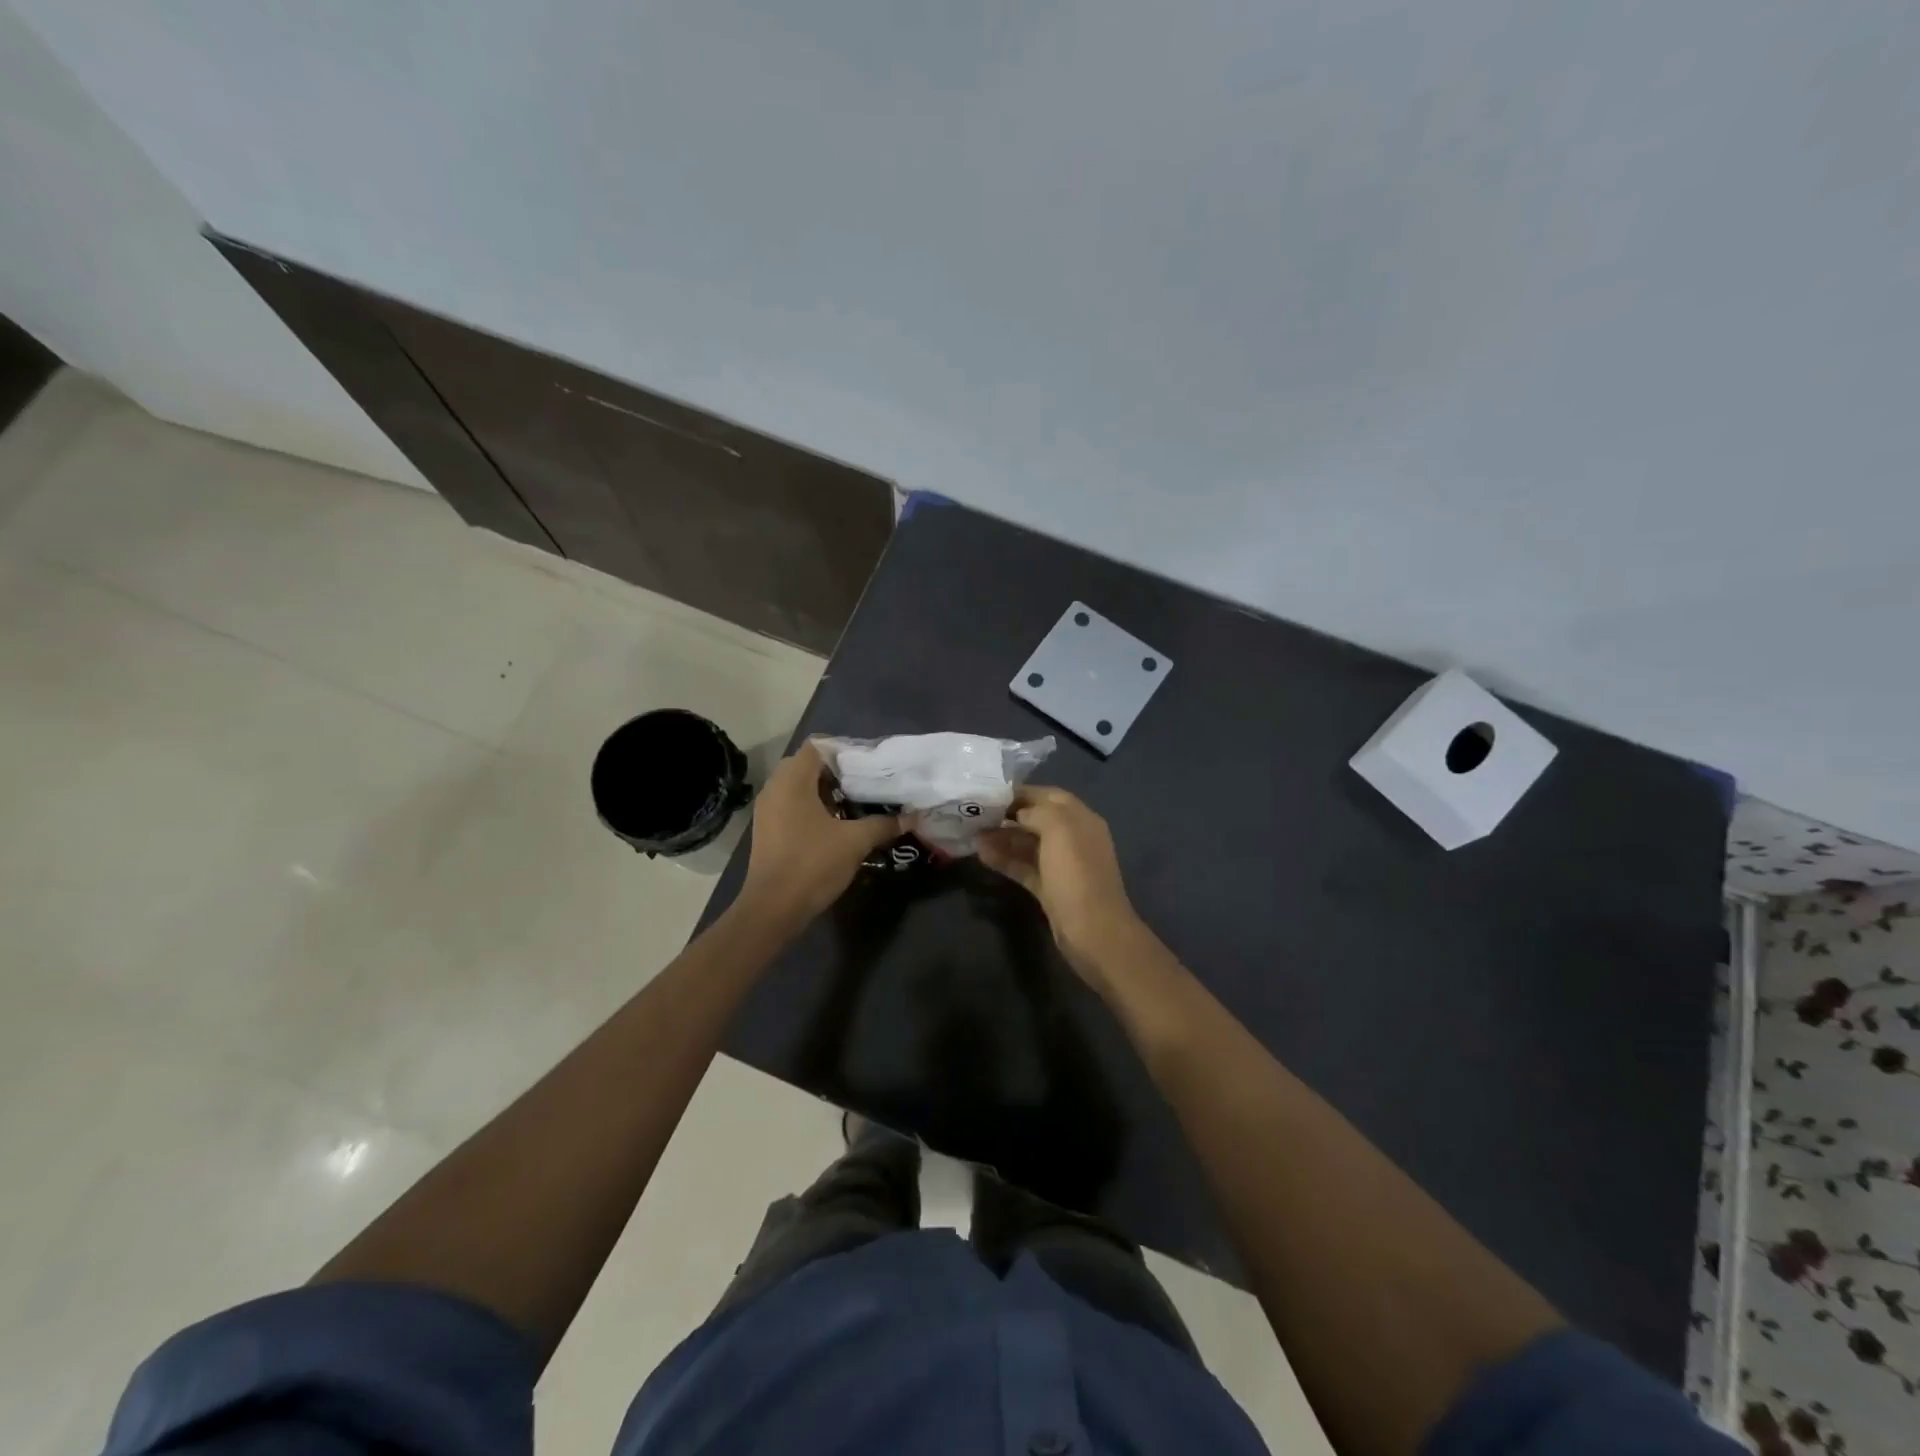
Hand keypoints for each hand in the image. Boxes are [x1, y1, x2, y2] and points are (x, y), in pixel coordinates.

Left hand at [739, 744, 901, 924]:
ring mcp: (768, 810)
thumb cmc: (812, 864)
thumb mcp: (855, 842)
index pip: (817, 746)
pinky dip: (813, 807)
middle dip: (837, 772)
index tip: (869, 764)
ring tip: (856, 803)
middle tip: (865, 783)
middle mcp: (775, 788)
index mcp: (792, 781)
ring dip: (825, 791)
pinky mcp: (767, 829)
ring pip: (799, 786)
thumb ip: (883, 824)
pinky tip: (836, 825)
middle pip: (808, 765)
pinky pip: (792, 805)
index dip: (844, 750)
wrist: (773, 908)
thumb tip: (912, 817)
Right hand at [978, 786, 1146, 982]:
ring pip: (1029, 844)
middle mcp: (1074, 839)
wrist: (1093, 932)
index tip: (991, 794)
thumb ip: (1037, 812)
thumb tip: (1018, 814)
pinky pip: (1025, 867)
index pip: (1050, 796)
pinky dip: (1006, 860)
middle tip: (978, 815)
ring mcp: (1063, 866)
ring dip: (1003, 838)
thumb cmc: (1076, 875)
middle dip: (1009, 815)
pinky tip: (982, 856)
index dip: (1022, 793)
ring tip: (974, 835)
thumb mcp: (1059, 830)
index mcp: (1082, 819)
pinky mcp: (1051, 889)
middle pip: (1038, 819)